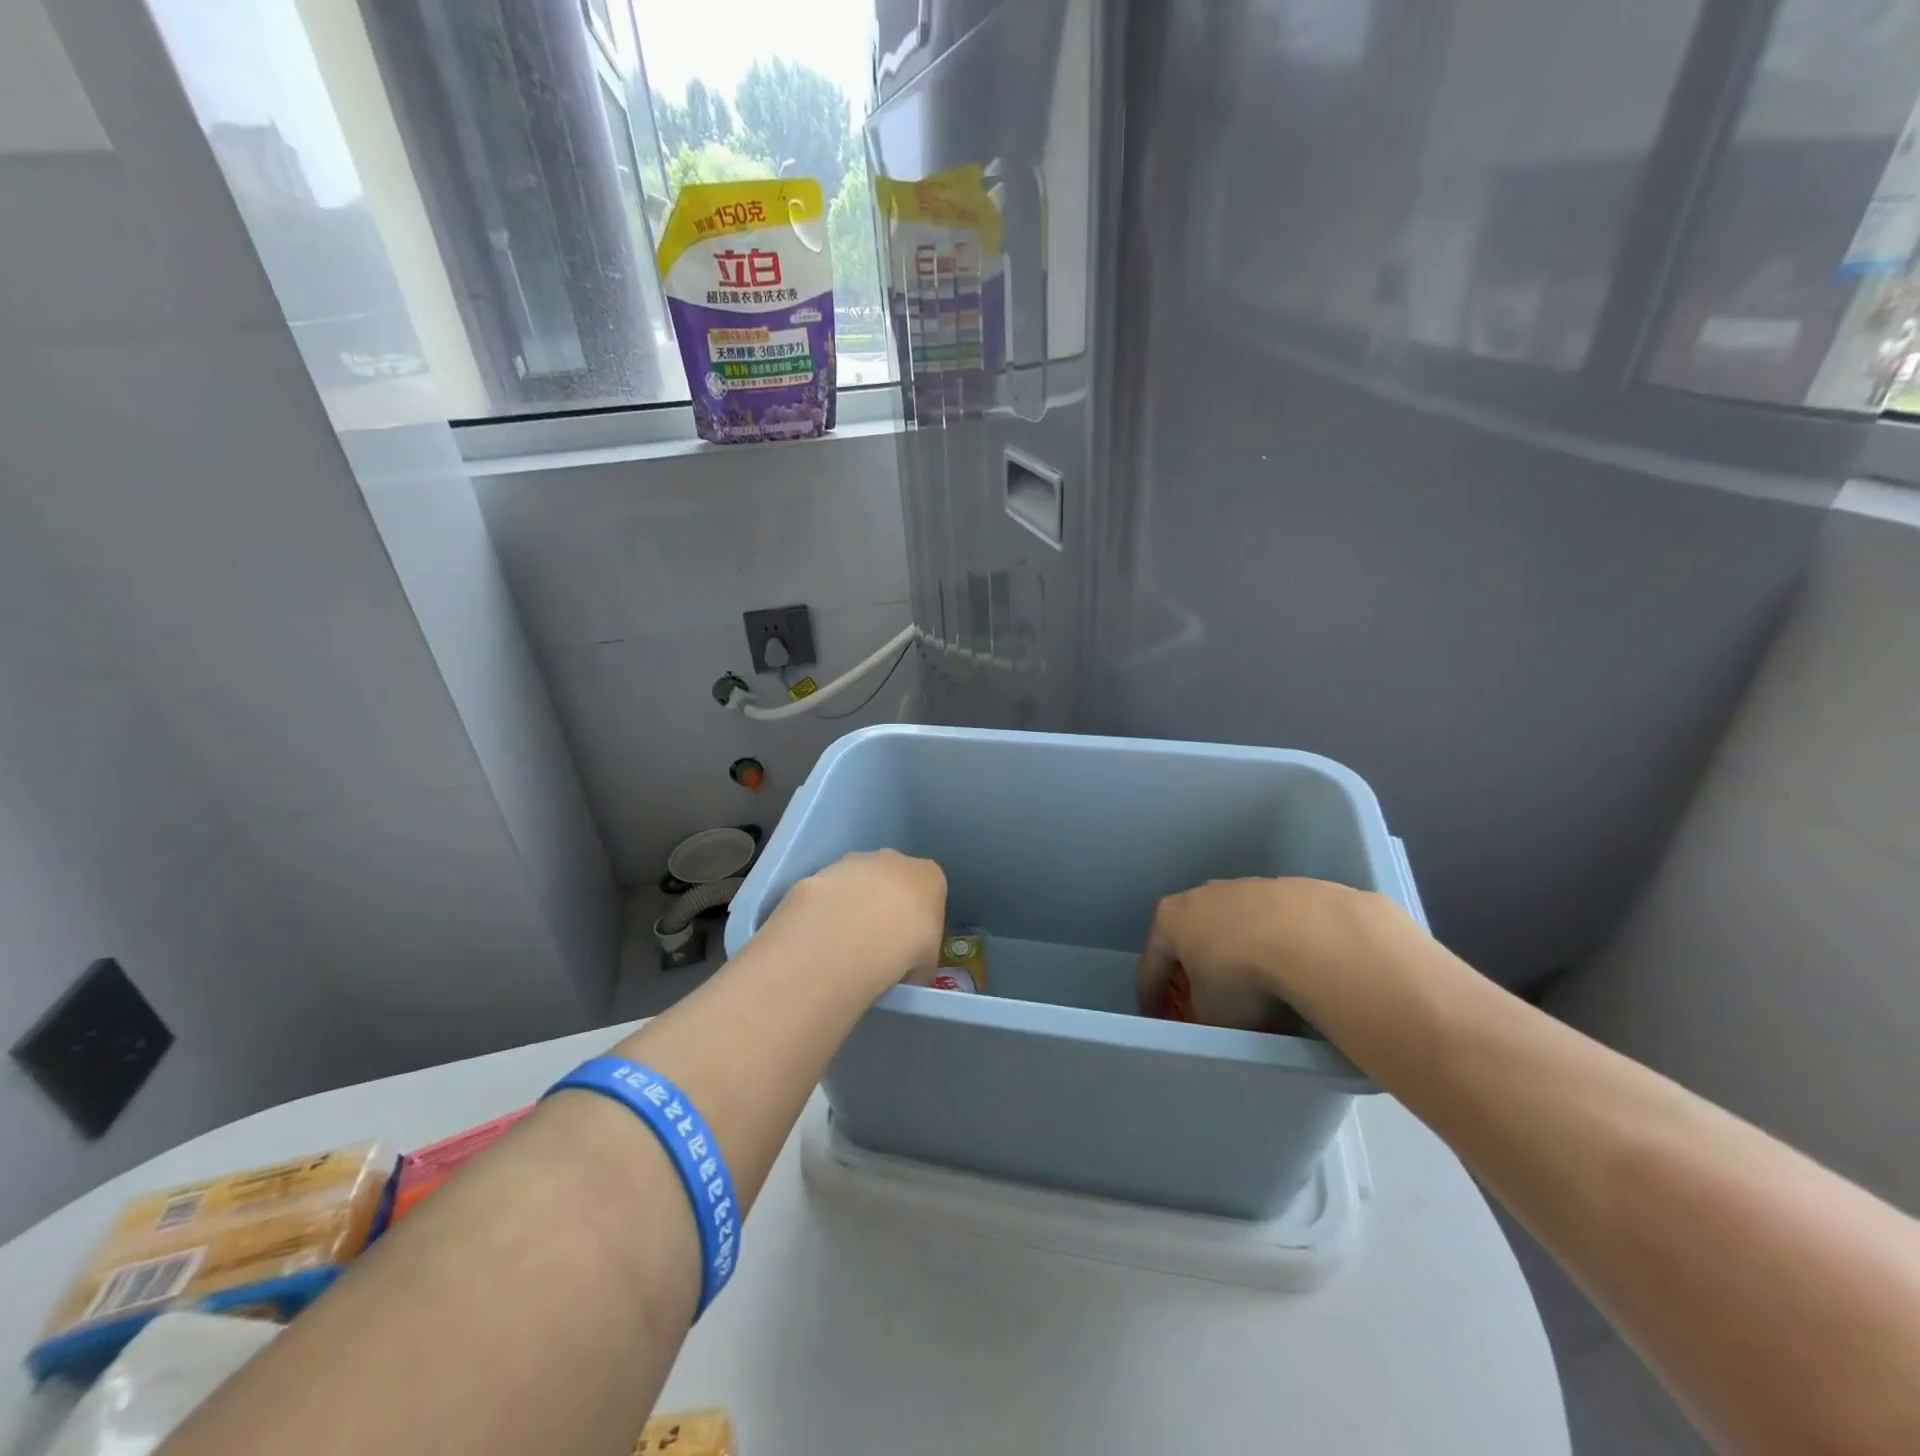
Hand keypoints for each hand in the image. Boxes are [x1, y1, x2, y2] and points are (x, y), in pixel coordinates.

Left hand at [767, 850, 947, 995]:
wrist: (853, 935)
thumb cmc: (907, 946)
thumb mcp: (927, 963)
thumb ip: (920, 958)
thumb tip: (909, 972)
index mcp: (928, 876)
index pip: (929, 890)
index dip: (919, 918)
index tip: (911, 943)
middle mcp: (893, 860)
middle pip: (891, 879)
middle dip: (884, 904)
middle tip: (876, 942)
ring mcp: (854, 862)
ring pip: (856, 882)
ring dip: (852, 905)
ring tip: (844, 945)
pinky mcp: (820, 873)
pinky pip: (826, 894)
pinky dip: (825, 911)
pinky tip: (821, 939)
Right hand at [1135, 877, 1417, 1030]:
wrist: (1310, 937)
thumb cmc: (1241, 976)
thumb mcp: (1211, 1014)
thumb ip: (1202, 1014)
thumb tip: (1213, 1016)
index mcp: (1170, 920)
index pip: (1151, 964)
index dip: (1151, 997)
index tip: (1156, 1019)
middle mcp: (1201, 895)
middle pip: (1192, 938)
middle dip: (1196, 968)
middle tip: (1204, 1000)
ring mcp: (1245, 888)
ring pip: (1234, 928)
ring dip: (1239, 955)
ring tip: (1257, 988)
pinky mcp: (1287, 889)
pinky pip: (1272, 926)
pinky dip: (1274, 947)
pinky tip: (1290, 971)